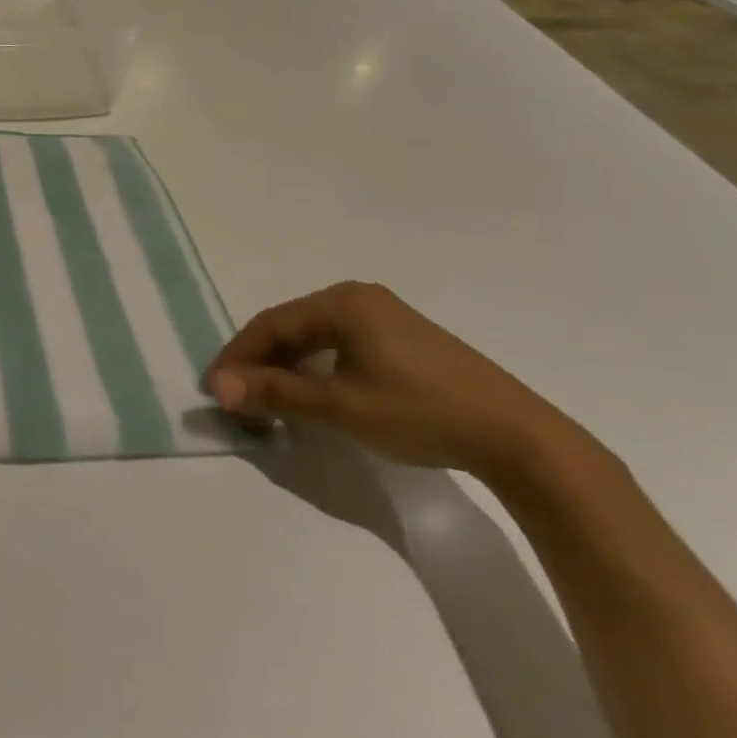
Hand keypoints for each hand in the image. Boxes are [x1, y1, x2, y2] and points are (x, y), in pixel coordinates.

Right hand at [205, 281, 581, 482]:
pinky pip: (340, 344)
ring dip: (287, 366)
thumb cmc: (420, 412)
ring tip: (269, 398)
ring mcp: (385, 316)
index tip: (215, 389)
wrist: (521, 439)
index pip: (270, 324)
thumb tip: (218, 388)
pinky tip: (314, 392)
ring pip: (315, 336)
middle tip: (238, 395)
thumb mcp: (339, 406)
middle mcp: (359, 298)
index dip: (237, 356)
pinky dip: (316, 367)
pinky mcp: (405, 340)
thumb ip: (275, 393)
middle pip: (291, 326)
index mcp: (342, 302)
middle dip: (260, 361)